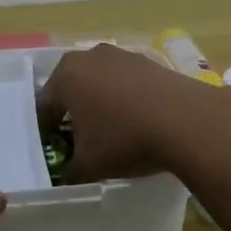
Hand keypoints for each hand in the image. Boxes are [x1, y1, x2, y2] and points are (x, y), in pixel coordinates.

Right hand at [37, 44, 220, 180]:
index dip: (45, 132)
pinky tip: (136, 121)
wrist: (187, 121)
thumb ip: (69, 171)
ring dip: (100, 103)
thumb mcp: (88, 166)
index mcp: (66, 75)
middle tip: (78, 141)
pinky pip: (126, 82)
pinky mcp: (149, 61)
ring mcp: (122, 55)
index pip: (44, 106)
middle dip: (72, 113)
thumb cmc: (125, 139)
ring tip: (110, 132)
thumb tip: (66, 176)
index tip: (53, 151)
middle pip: (71, 88)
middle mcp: (90, 56)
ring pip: (100, 82)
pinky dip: (125, 98)